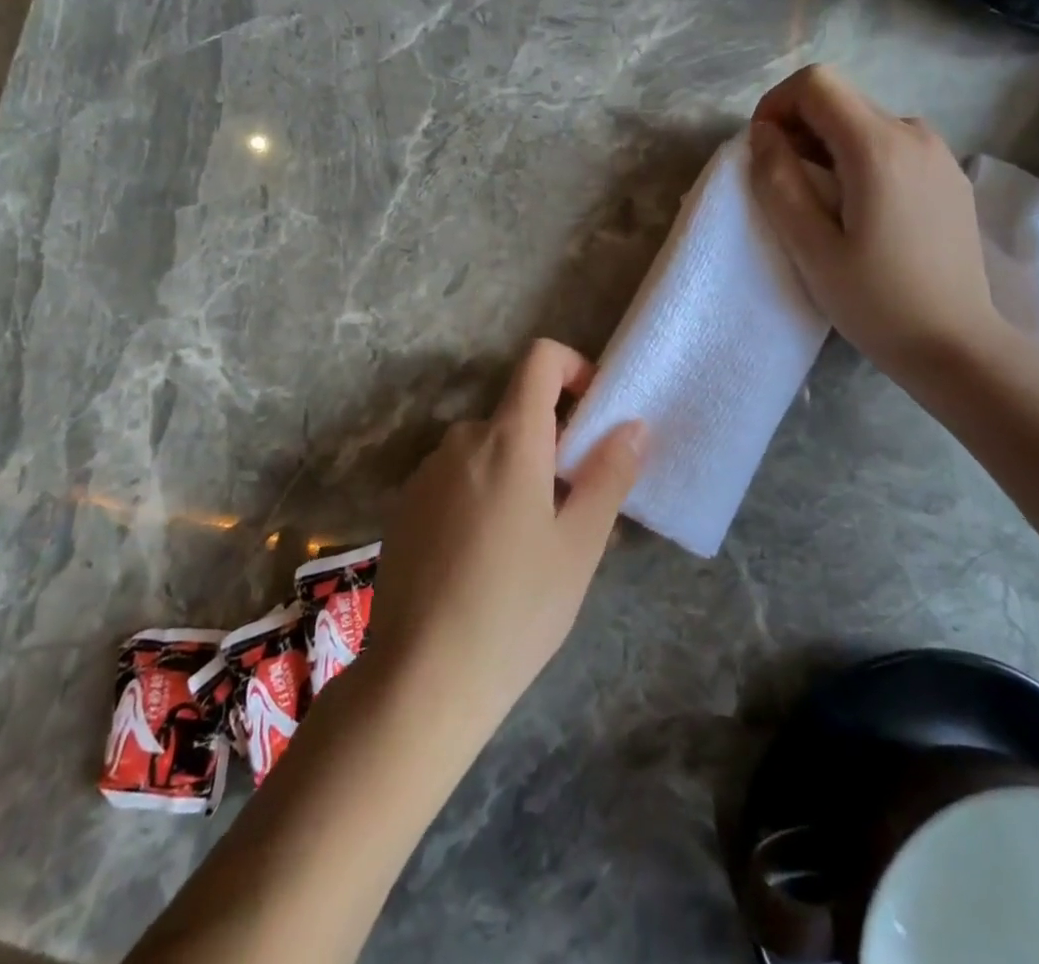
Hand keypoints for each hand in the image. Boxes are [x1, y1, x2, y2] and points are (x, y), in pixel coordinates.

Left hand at [370, 339, 645, 742]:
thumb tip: (633, 425)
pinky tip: (485, 558)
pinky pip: (457, 476)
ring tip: (531, 543)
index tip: (593, 414)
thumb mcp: (579, 546)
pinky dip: (482, 491)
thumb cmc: (516, 609)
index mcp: (510, 438)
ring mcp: (427, 472)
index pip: (540, 359)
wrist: (419, 678)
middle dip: (552, 441)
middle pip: (518, 411)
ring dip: (518, 470)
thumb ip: (609, 475)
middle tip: (574, 505)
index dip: (574, 368)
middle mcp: (462, 439)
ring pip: (488, 448)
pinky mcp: (405, 504)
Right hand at [747, 64, 1003, 376]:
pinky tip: (860, 210)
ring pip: (865, 122)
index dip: (776, 105)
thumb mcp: (810, 248)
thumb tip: (763, 134)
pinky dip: (860, 159)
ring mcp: (939, 153)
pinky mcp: (949, 176)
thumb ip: (778, 182)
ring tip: (819, 202)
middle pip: (841, 99)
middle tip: (783, 184)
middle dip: (799, 127)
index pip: (817, 83)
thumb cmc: (876, 301)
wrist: (957, 345)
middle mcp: (915, 133)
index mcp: (879, 147)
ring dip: (828, 146)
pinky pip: (892, 145)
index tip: (763, 151)